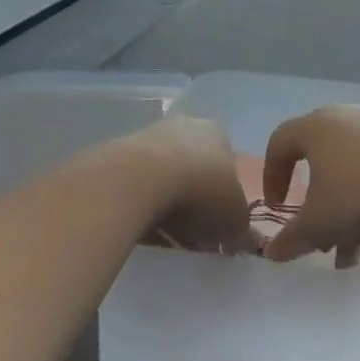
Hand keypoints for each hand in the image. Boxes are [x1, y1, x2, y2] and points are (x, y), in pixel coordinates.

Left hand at [130, 117, 255, 255]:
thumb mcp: (235, 218)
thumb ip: (241, 226)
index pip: (227, 164)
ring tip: (162, 231)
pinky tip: (138, 222)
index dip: (223, 197)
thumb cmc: (201, 192)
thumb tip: (240, 235)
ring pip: (162, 173)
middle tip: (191, 229)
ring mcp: (149, 134)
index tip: (216, 223)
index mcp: (219, 133)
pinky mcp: (118, 151)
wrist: (140, 180)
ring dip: (164, 198)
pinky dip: (139, 200)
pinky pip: (135, 182)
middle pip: (194, 166)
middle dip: (193, 196)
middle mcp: (186, 125)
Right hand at [260, 106, 359, 265]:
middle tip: (324, 243)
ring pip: (355, 179)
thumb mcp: (319, 225)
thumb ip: (291, 239)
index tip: (278, 209)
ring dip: (354, 220)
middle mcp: (345, 120)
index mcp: (315, 128)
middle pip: (322, 168)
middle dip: (322, 213)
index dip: (272, 178)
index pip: (280, 144)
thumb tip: (272, 252)